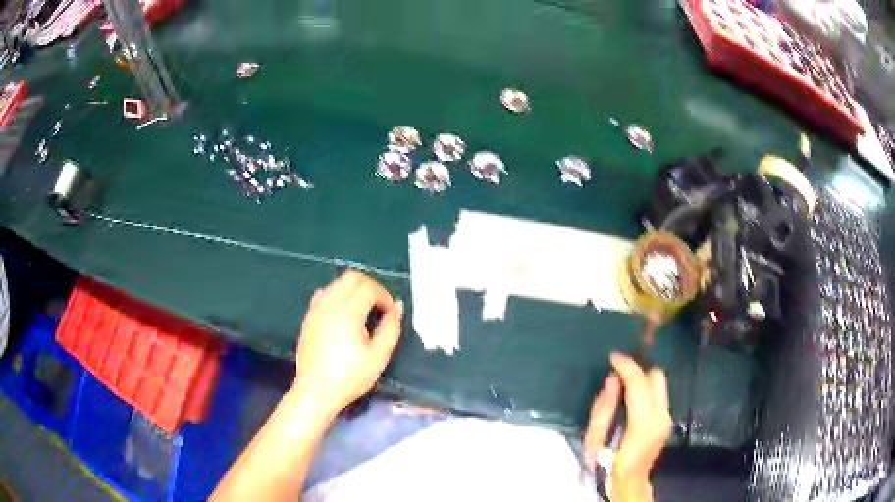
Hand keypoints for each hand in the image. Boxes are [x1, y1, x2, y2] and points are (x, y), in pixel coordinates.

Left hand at [291, 270, 403, 417]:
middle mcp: (329, 303)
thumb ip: (391, 329)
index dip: (384, 296)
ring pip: (337, 283)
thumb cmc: (350, 376)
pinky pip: (325, 294)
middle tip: (379, 308)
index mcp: (347, 311)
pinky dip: (338, 297)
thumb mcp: (378, 357)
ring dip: (353, 291)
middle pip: (351, 277)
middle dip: (370, 287)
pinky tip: (343, 318)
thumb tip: (397, 307)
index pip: (369, 287)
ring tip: (362, 313)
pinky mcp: (308, 317)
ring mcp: (315, 309)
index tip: (390, 315)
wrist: (316, 391)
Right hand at [583, 353, 671, 501]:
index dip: (626, 365)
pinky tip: (632, 398)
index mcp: (643, 422)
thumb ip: (603, 408)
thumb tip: (612, 379)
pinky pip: (659, 394)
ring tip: (623, 384)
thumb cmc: (607, 463)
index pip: (639, 383)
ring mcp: (667, 418)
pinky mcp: (667, 420)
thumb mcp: (595, 439)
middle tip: (618, 373)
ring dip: (642, 379)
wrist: (628, 482)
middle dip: (638, 369)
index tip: (613, 356)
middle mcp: (662, 415)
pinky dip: (646, 389)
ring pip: (660, 383)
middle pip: (657, 376)